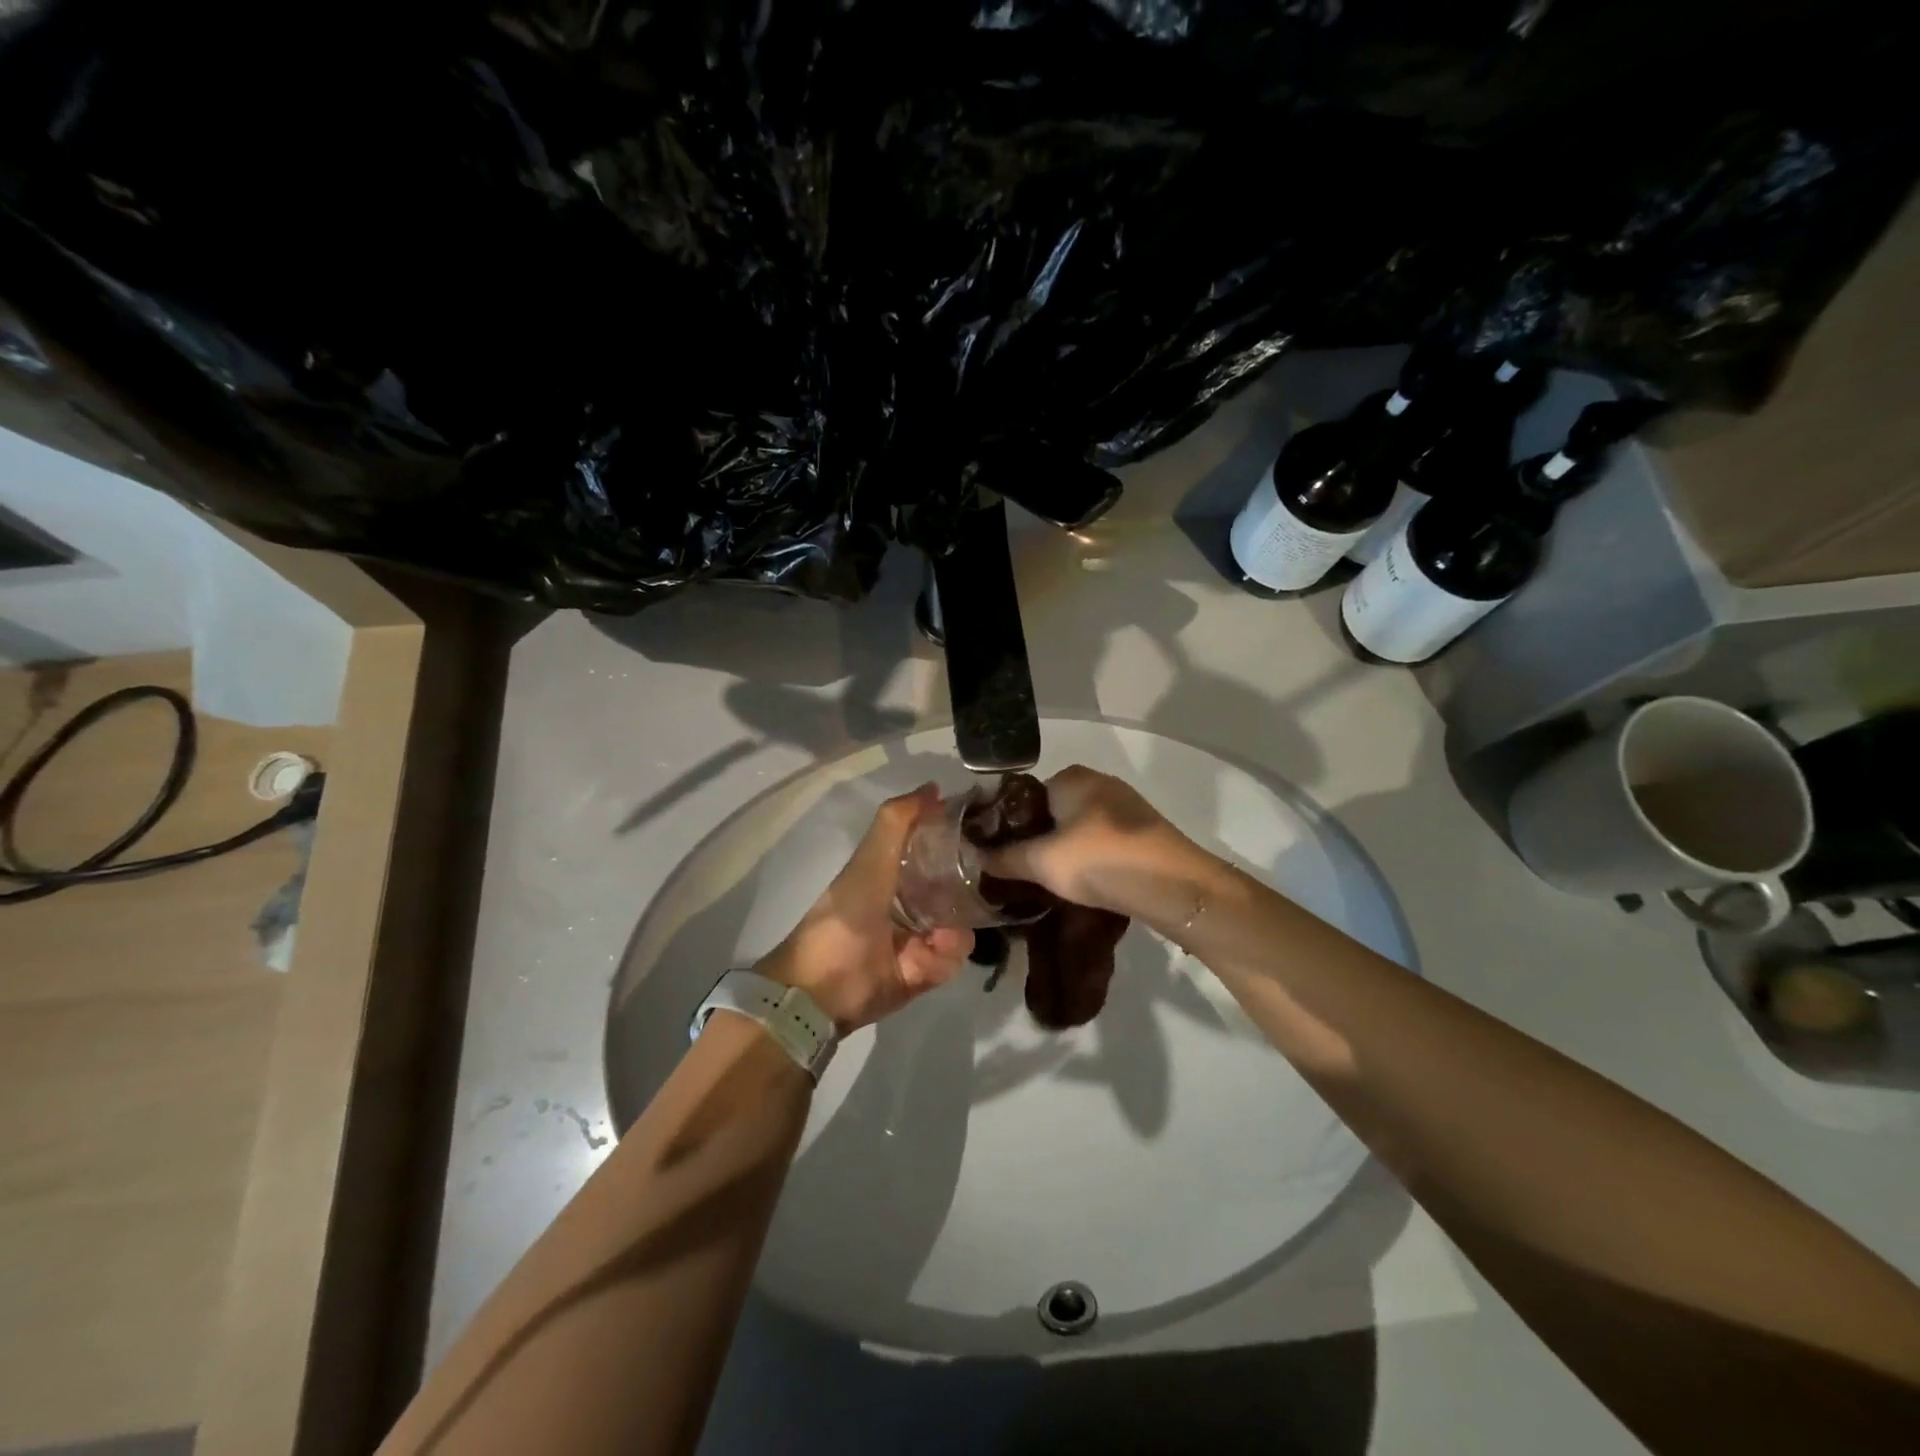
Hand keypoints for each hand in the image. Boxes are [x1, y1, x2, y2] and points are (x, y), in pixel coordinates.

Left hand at [757, 785, 973, 1032]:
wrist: (821, 989)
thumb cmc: (844, 917)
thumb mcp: (869, 862)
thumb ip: (896, 822)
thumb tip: (932, 787)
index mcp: (892, 874)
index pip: (935, 851)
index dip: (955, 843)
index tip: (979, 837)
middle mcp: (909, 904)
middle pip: (956, 892)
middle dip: (964, 895)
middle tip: (970, 897)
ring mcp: (918, 940)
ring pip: (959, 928)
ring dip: (951, 933)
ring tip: (934, 939)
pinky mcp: (924, 974)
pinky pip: (951, 961)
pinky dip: (941, 960)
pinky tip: (921, 959)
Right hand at [979, 765, 1217, 925]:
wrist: (1172, 885)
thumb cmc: (1099, 861)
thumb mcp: (1041, 863)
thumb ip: (1004, 858)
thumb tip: (974, 858)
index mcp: (1070, 777)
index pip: (1023, 796)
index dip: (1007, 825)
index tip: (998, 855)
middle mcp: (1097, 781)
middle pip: (1052, 811)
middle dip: (1036, 839)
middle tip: (1021, 872)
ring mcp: (1124, 804)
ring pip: (1078, 827)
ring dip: (1064, 850)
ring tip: (1050, 882)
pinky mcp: (1142, 829)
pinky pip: (1102, 839)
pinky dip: (1089, 856)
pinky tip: (1085, 882)